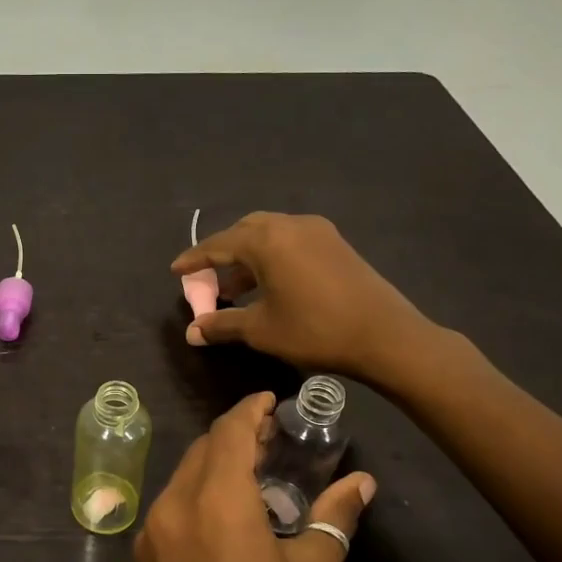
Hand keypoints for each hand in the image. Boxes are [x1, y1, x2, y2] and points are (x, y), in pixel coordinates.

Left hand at [133, 392, 376, 561]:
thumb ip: (334, 518)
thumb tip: (360, 483)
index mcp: (216, 502)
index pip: (229, 432)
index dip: (250, 410)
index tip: (272, 402)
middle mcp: (173, 506)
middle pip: (202, 450)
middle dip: (235, 436)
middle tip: (273, 441)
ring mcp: (149, 533)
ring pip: (183, 476)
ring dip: (215, 466)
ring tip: (254, 477)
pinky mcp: (140, 559)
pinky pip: (170, 507)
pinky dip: (196, 495)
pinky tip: (224, 517)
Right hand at [171, 212, 447, 394]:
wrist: (385, 336)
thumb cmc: (315, 331)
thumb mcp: (261, 330)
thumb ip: (222, 324)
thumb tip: (192, 332)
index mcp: (266, 241)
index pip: (218, 245)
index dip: (194, 260)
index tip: (176, 271)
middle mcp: (289, 225)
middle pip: (244, 231)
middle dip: (222, 254)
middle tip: (208, 279)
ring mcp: (317, 231)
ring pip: (269, 234)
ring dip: (248, 257)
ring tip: (236, 288)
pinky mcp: (335, 243)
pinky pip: (290, 241)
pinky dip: (271, 257)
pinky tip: (269, 285)